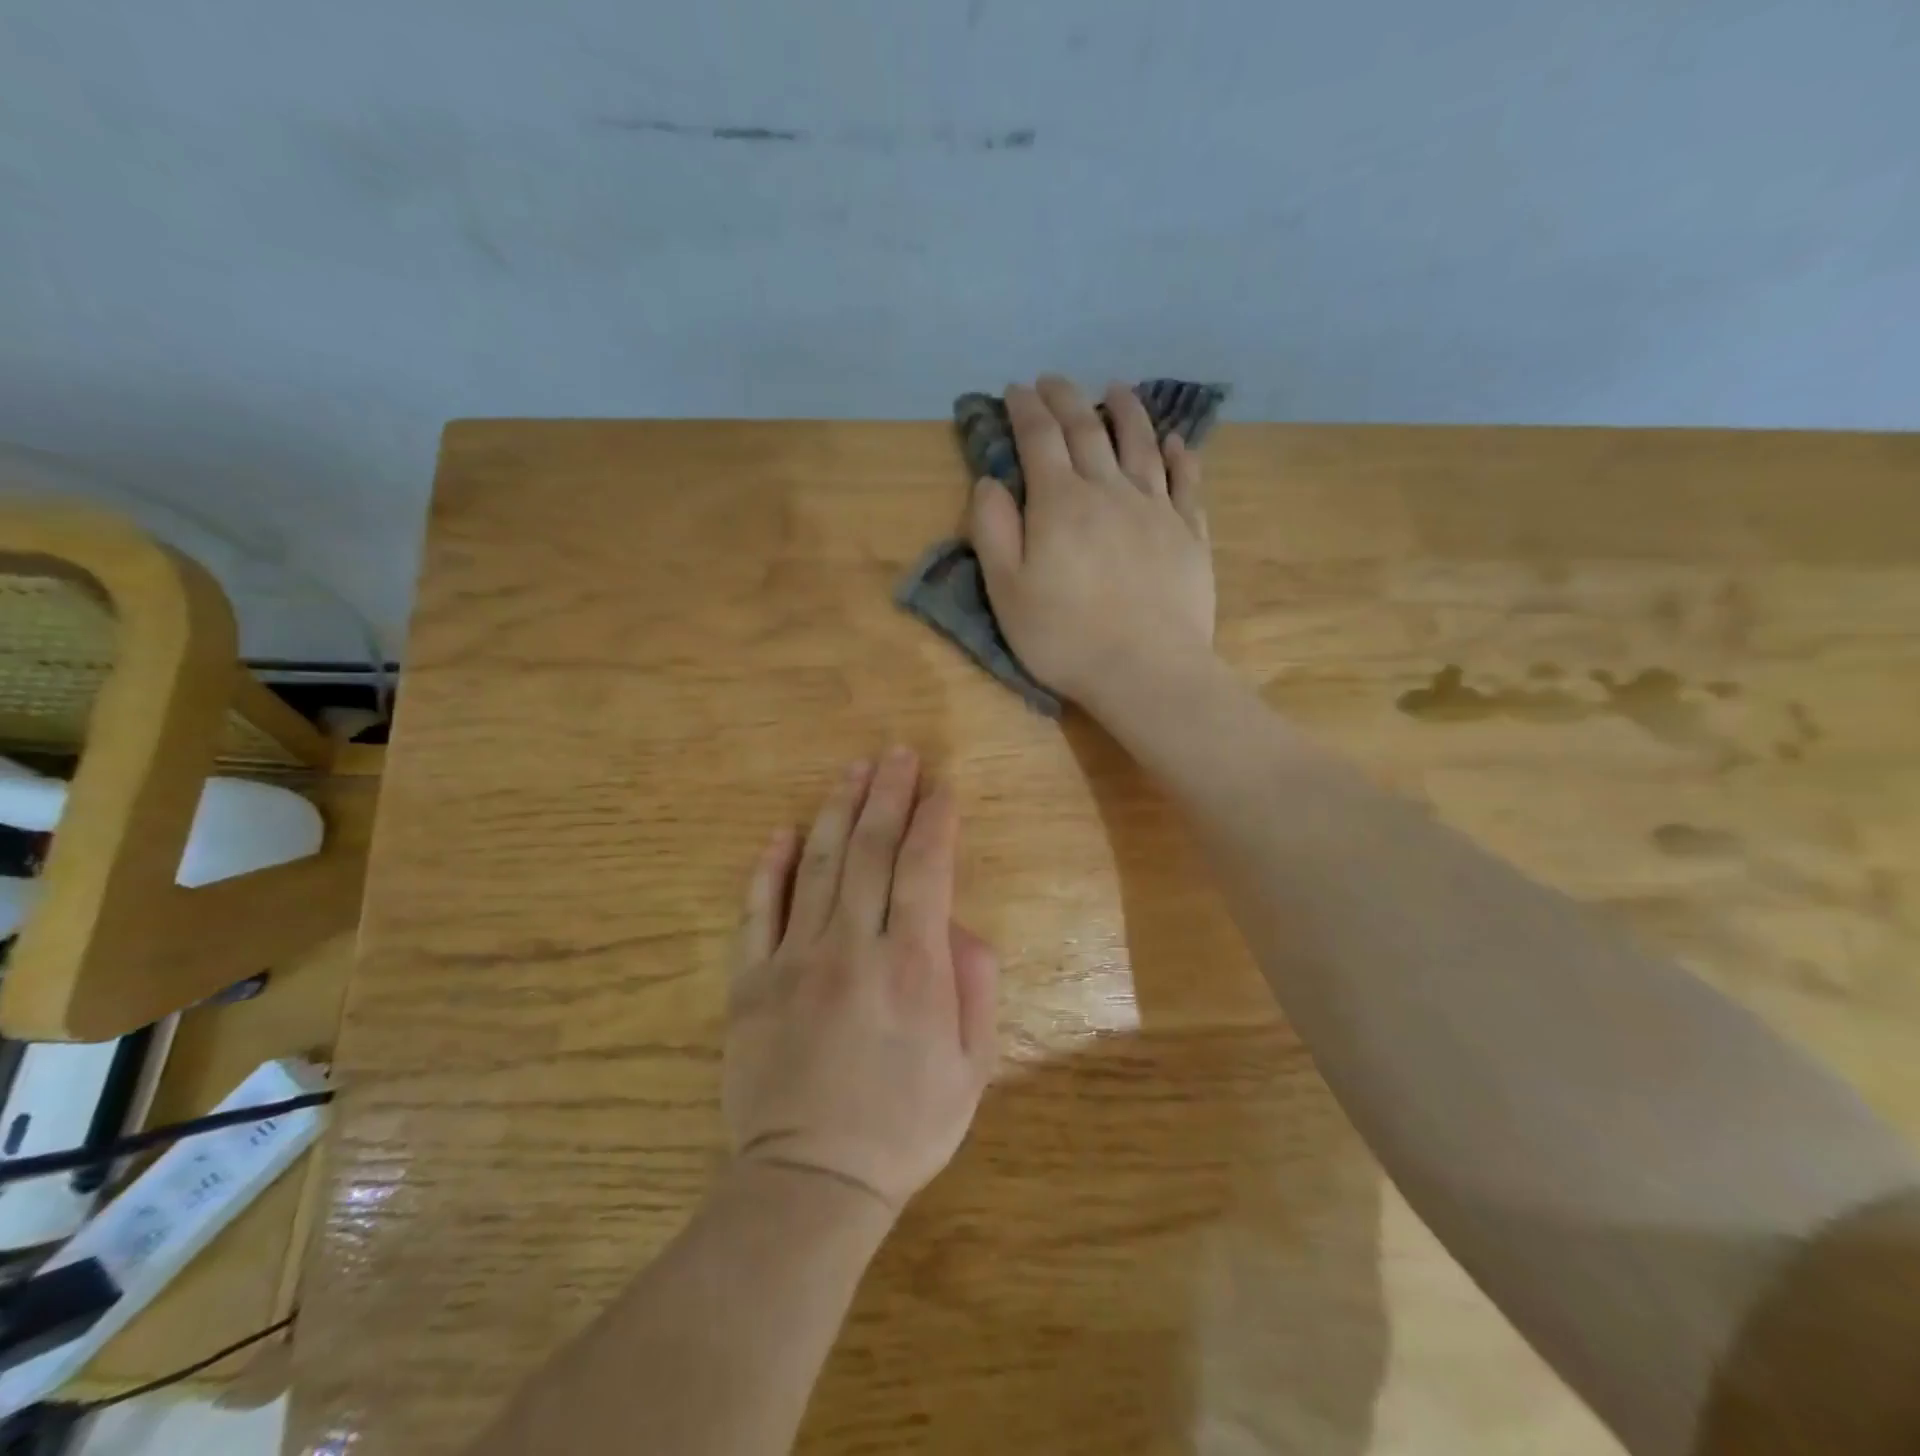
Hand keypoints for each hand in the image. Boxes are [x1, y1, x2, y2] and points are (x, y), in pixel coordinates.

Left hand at [724, 748, 999, 1215]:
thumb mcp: (972, 1068)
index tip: (941, 785)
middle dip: (888, 794)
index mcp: (912, 967)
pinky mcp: (750, 981)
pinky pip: (758, 910)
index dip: (935, 819)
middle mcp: (853, 947)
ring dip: (837, 810)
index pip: (926, 868)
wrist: (810, 1184)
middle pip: (872, 850)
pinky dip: (768, 866)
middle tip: (897, 753)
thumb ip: (974, 986)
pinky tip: (781, 830)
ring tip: (853, 770)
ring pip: (817, 864)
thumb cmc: (904, 1128)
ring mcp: (795, 959)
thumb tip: (958, 925)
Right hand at [967, 376, 1215, 712]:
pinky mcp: (1189, 534)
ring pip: (1142, 444)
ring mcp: (1156, 509)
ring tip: (1117, 389)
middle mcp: (1109, 490)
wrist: (1145, 670)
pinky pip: (1187, 482)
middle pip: (1088, 430)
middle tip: (1054, 380)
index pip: (1039, 439)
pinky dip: (1180, 455)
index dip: (1025, 408)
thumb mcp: (1006, 591)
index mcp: (1060, 503)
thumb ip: (993, 531)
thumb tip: (990, 481)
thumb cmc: (1064, 637)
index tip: (1016, 389)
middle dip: (1067, 399)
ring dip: (1127, 411)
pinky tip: (1176, 442)